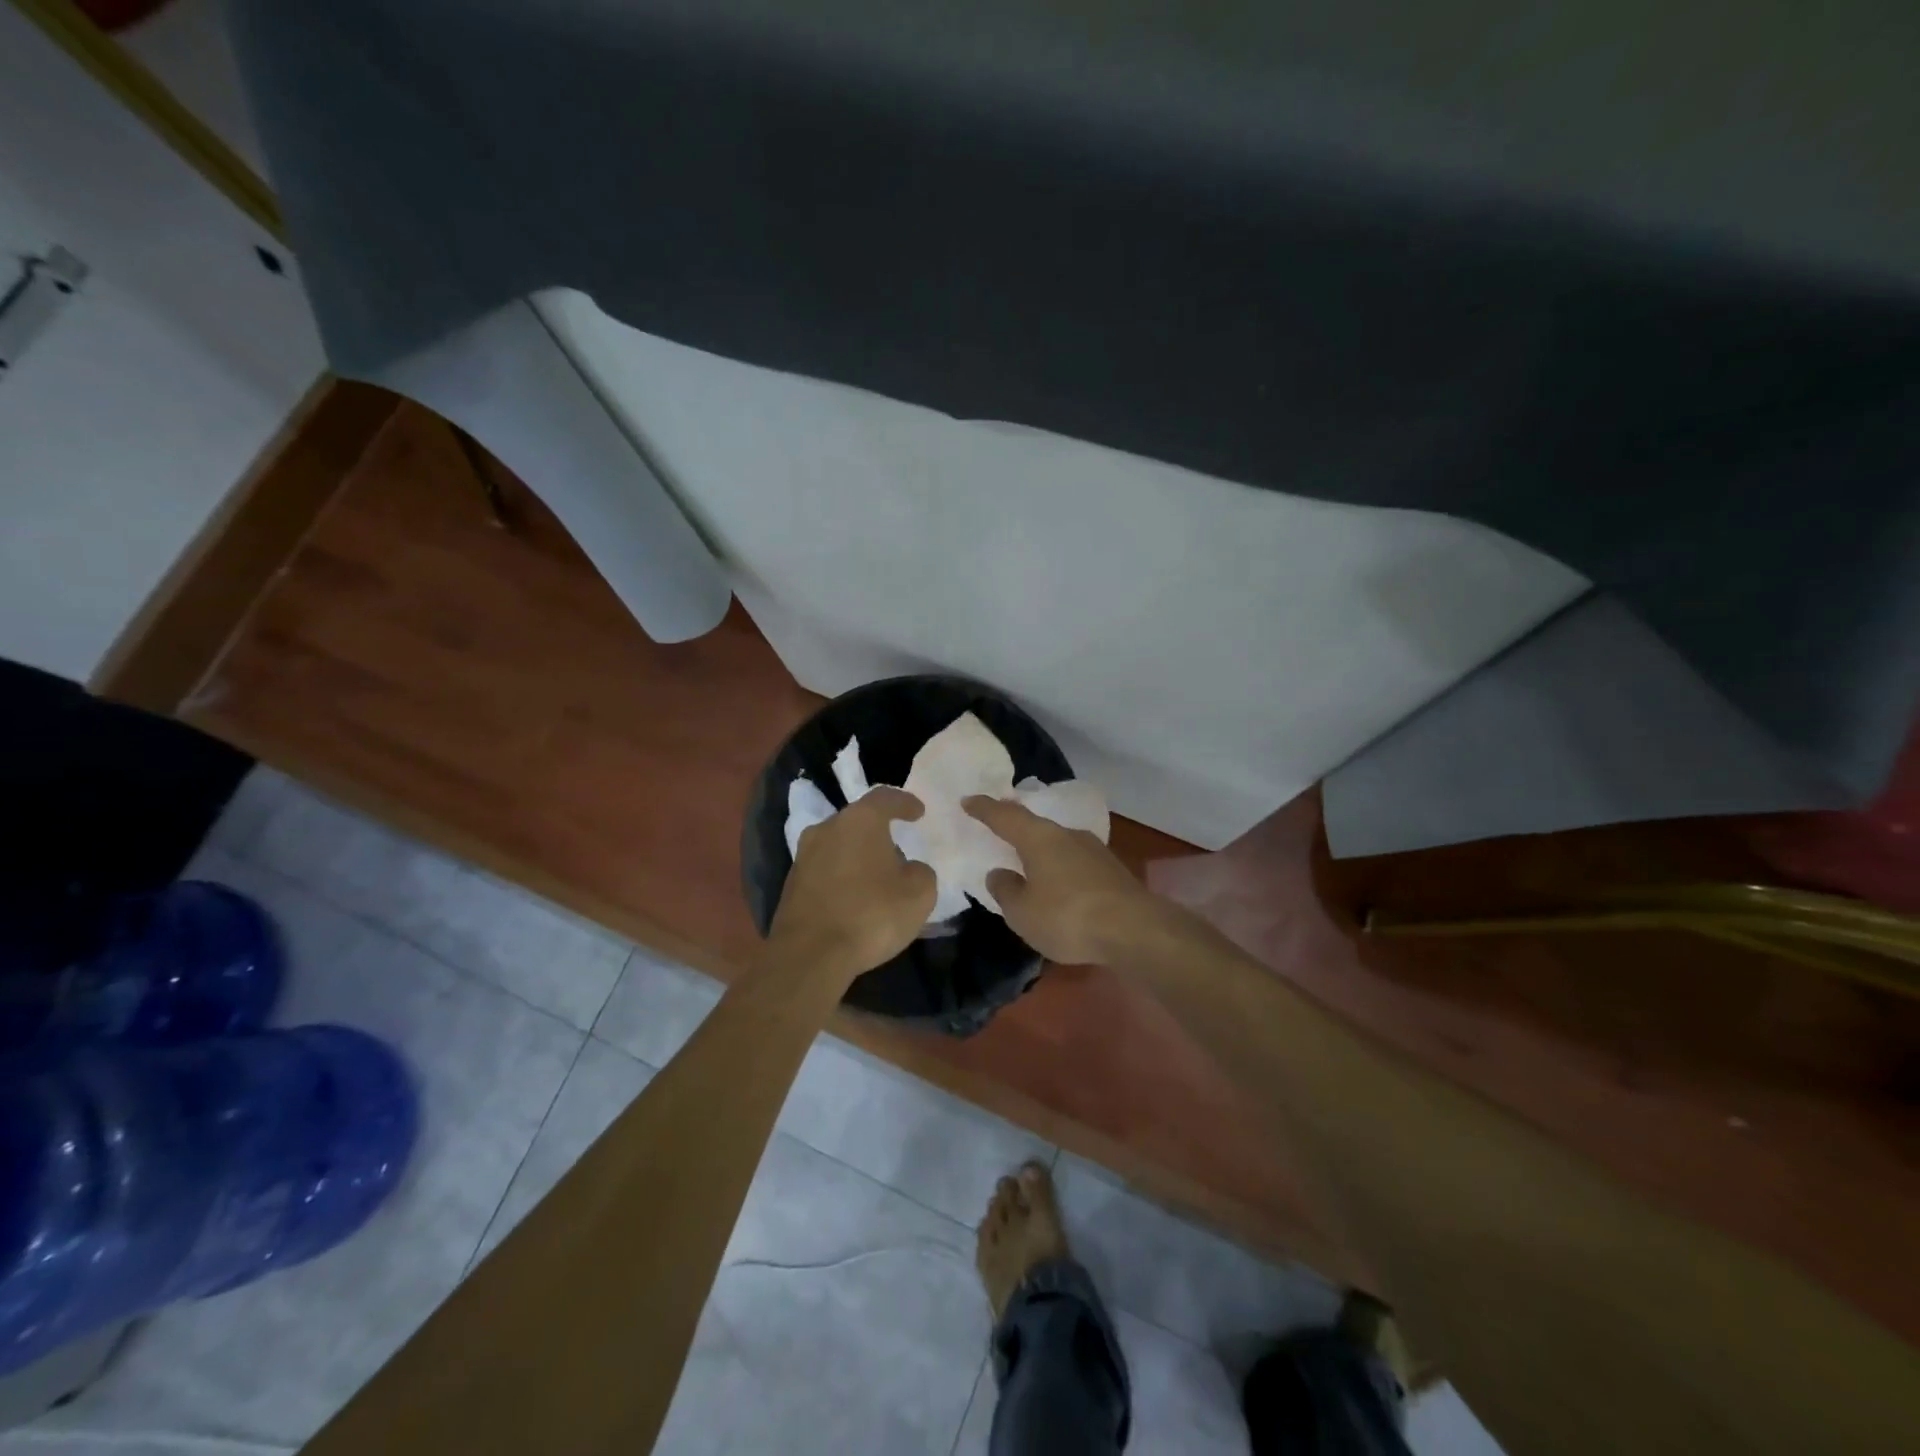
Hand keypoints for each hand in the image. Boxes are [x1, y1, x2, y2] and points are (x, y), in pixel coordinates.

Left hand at [771, 787, 937, 981]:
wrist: (809, 955)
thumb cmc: (871, 915)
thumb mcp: (919, 894)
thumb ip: (921, 872)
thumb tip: (909, 868)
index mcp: (860, 821)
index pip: (885, 798)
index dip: (904, 803)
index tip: (918, 812)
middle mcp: (827, 829)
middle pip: (858, 820)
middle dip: (879, 832)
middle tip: (898, 848)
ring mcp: (804, 856)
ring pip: (838, 844)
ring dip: (857, 855)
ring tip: (876, 876)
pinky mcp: (791, 884)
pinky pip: (824, 870)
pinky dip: (841, 876)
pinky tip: (853, 897)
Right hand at [963, 796, 1156, 965]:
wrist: (1136, 930)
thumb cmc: (1068, 917)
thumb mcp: (1023, 912)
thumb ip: (1006, 890)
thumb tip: (1000, 873)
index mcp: (1039, 838)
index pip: (1005, 816)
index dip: (984, 809)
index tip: (968, 800)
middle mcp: (1067, 835)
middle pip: (1035, 826)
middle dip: (1016, 826)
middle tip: (998, 825)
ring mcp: (1094, 851)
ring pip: (1058, 843)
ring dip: (1041, 850)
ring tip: (1027, 860)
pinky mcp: (1112, 871)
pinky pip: (1075, 862)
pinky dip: (1060, 868)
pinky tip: (1058, 883)